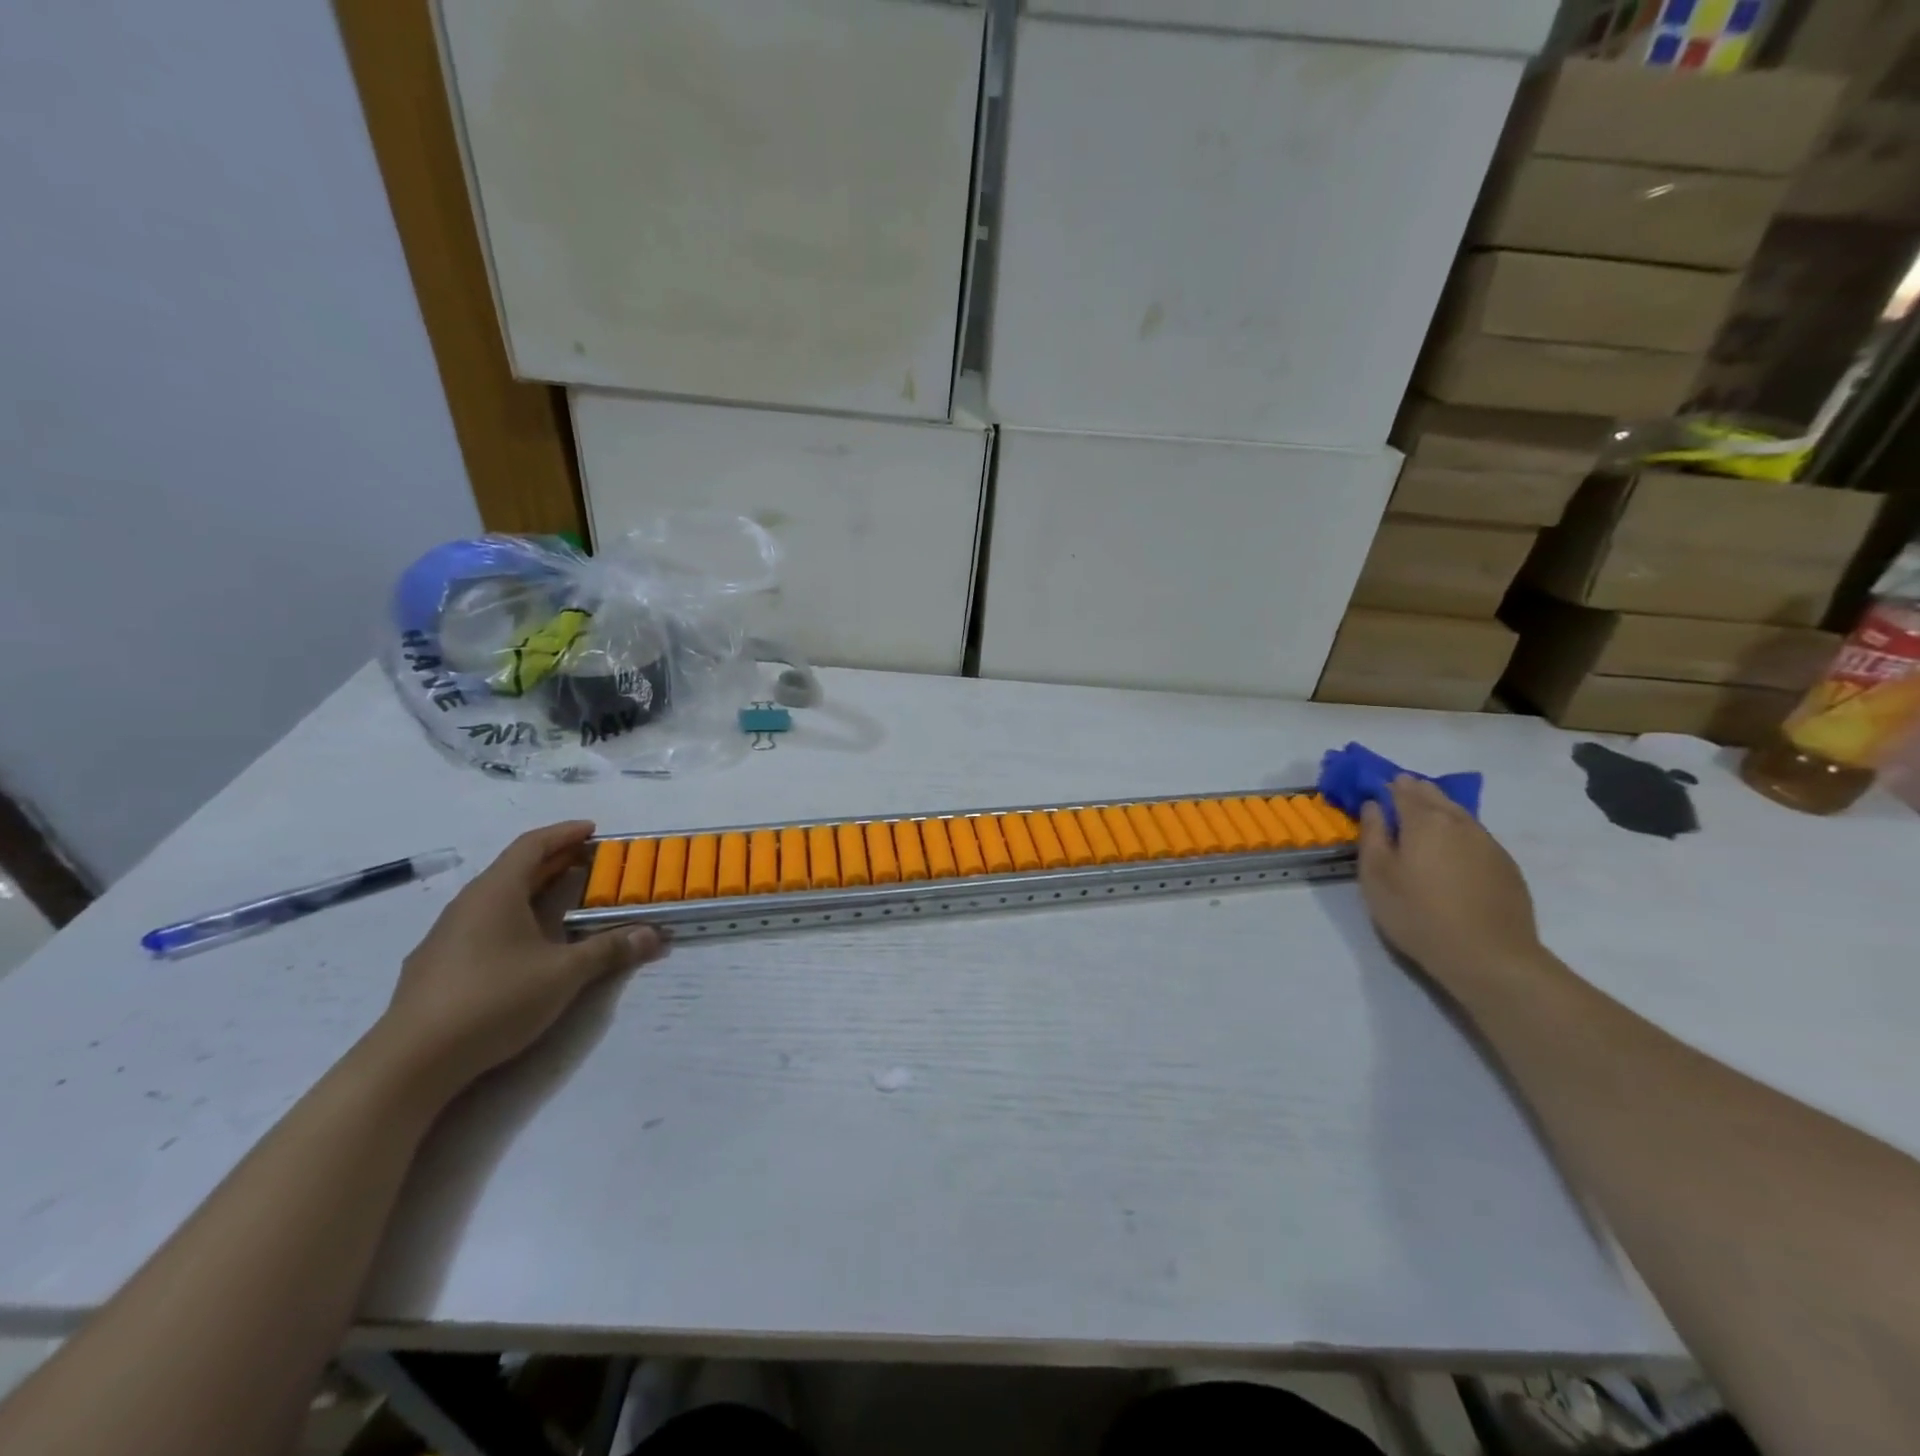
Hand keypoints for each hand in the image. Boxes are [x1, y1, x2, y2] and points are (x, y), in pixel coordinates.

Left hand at [374, 822, 660, 1097]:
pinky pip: (483, 925)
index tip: (593, 830)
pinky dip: (513, 918)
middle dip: (554, 861)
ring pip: (496, 899)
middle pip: (514, 869)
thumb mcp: (563, 974)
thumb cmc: (493, 1000)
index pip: (532, 845)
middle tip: (590, 862)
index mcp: (495, 893)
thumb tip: (653, 935)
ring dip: (532, 891)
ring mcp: (446, 936)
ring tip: (564, 899)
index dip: (564, 833)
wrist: (411, 1062)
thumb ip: (609, 950)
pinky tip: (526, 944)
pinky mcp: (437, 967)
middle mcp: (467, 905)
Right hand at [1357, 777, 1543, 989]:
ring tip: (1421, 823)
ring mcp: (1488, 843)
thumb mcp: (1376, 876)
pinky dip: (1458, 832)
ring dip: (1438, 810)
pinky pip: (1475, 835)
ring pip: (1458, 813)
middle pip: (1434, 795)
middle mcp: (1459, 822)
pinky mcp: (1506, 865)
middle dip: (1413, 792)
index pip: (1402, 789)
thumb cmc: (1418, 914)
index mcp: (1424, 820)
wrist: (1490, 957)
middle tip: (1395, 801)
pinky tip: (1450, 851)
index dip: (1386, 786)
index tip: (1373, 791)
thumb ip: (1373, 835)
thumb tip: (1374, 805)